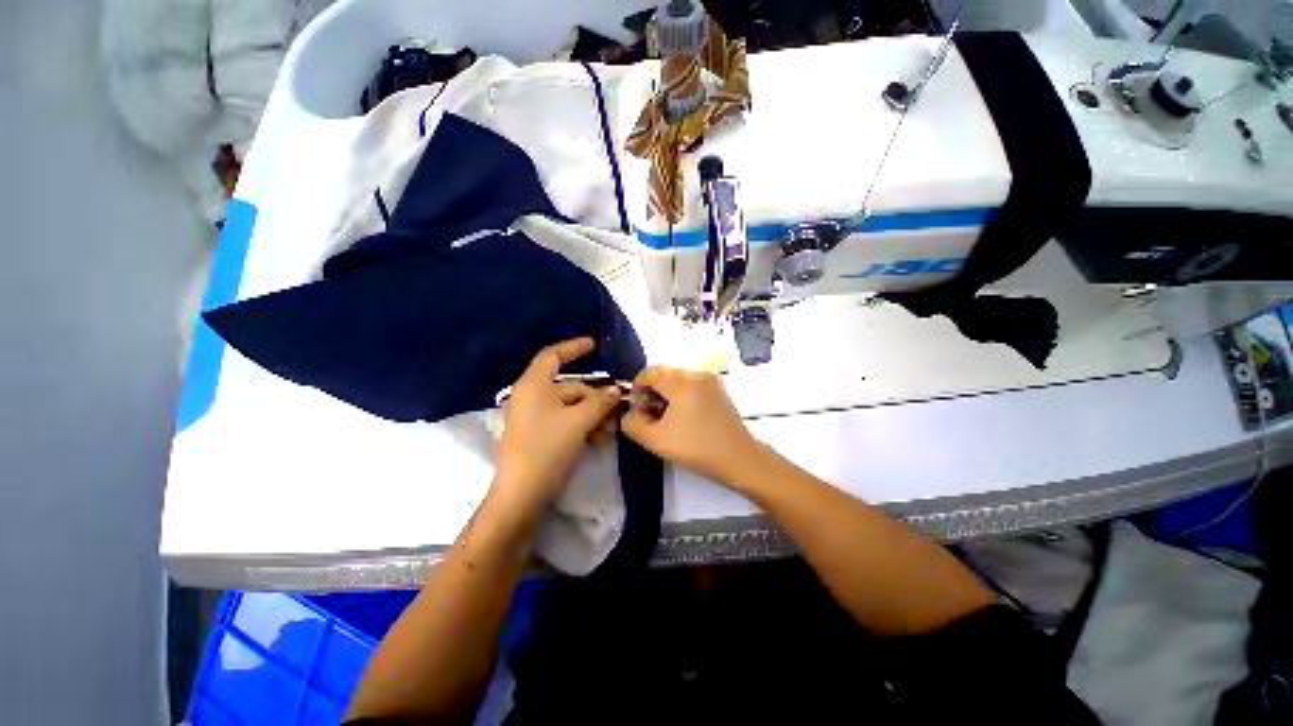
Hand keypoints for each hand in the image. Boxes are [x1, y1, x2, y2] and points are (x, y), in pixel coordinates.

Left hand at [493, 338, 622, 516]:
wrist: (522, 493)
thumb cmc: (547, 447)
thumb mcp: (579, 421)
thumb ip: (600, 401)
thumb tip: (615, 391)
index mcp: (534, 385)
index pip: (553, 355)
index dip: (574, 347)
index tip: (594, 344)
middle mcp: (532, 397)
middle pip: (570, 387)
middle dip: (596, 398)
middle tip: (618, 409)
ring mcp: (535, 417)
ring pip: (571, 407)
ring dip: (594, 415)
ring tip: (612, 429)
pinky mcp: (539, 434)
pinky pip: (566, 421)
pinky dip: (583, 426)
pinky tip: (599, 438)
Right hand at [620, 367, 759, 484]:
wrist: (739, 458)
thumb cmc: (697, 448)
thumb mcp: (657, 441)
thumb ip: (633, 425)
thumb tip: (628, 414)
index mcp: (681, 382)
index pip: (649, 373)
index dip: (637, 390)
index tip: (638, 411)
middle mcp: (696, 374)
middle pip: (663, 373)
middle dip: (651, 392)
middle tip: (651, 416)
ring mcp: (710, 380)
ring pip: (677, 378)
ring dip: (665, 393)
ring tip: (667, 418)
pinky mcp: (718, 389)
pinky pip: (691, 383)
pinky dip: (681, 394)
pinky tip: (683, 416)